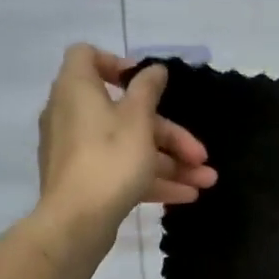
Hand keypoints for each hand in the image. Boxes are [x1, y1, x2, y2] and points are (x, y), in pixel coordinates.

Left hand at [35, 45, 217, 236]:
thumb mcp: (138, 120)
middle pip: (127, 113)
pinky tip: (186, 196)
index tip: (150, 84)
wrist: (75, 222)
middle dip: (170, 135)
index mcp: (77, 89)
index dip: (119, 64)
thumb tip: (154, 69)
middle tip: (200, 154)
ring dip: (170, 163)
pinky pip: (121, 170)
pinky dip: (150, 179)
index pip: (87, 57)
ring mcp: (77, 151)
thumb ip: (148, 90)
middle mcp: (72, 115)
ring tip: (205, 182)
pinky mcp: (85, 181)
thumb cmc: (109, 159)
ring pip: (129, 147)